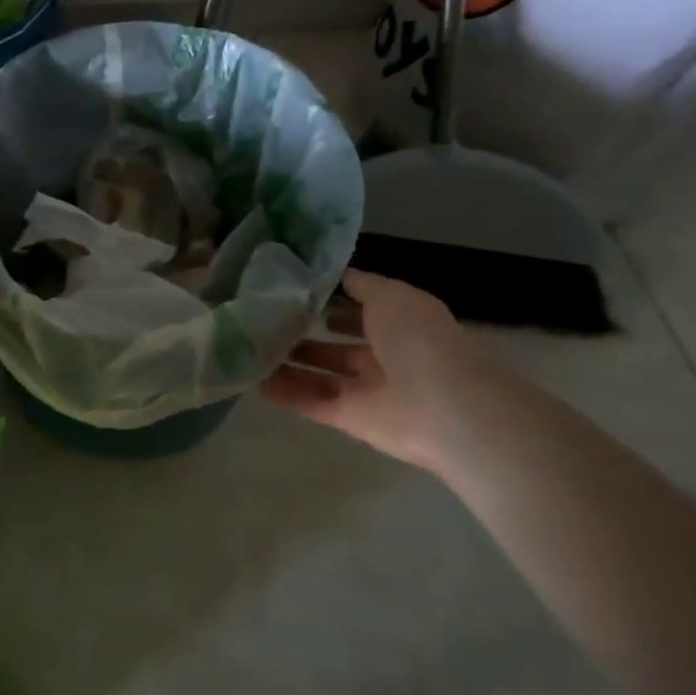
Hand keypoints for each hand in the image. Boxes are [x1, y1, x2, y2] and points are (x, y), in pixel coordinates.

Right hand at [262, 270, 487, 471]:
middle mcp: (384, 355)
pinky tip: (254, 381)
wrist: (445, 407)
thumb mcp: (390, 295)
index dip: (330, 300)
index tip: (290, 290)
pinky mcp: (351, 418)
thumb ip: (361, 285)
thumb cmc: (418, 339)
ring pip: (321, 375)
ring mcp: (367, 390)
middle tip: (263, 320)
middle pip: (337, 345)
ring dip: (289, 363)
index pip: (360, 309)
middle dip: (305, 333)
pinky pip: (313, 403)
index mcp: (400, 323)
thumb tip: (335, 276)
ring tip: (250, 348)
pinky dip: (286, 394)